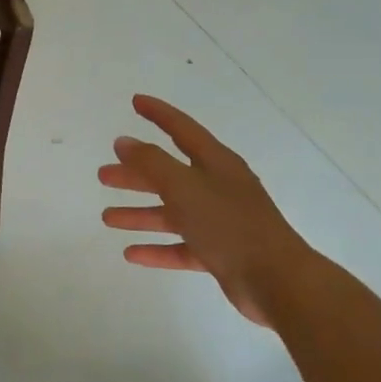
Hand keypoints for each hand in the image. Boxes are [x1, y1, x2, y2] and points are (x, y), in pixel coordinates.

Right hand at [99, 95, 309, 326]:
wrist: (276, 279)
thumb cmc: (228, 224)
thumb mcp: (184, 187)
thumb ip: (151, 163)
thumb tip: (123, 141)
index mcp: (216, 163)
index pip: (182, 129)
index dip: (159, 114)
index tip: (136, 102)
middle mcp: (218, 187)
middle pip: (170, 174)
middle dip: (137, 174)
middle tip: (104, 175)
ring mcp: (220, 221)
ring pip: (172, 212)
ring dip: (140, 213)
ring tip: (107, 217)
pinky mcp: (220, 253)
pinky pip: (181, 246)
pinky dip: (157, 248)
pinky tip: (130, 253)